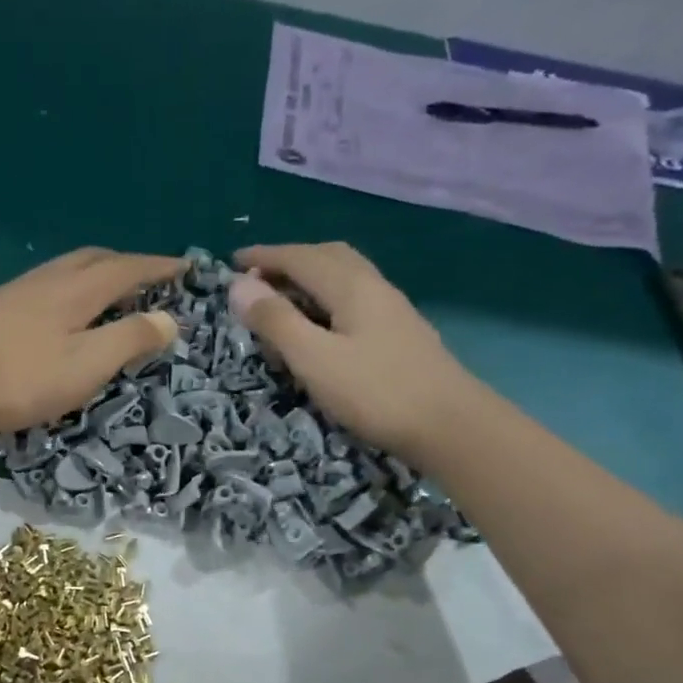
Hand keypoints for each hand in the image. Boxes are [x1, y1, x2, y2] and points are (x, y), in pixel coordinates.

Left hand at [0, 248, 182, 437]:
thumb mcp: (85, 365)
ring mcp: (14, 293)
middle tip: (150, 279)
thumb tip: (169, 318)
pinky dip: (68, 291)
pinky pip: (43, 287)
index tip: (188, 267)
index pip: (127, 269)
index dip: (159, 268)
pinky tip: (60, 315)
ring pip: (64, 270)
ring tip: (109, 295)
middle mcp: (45, 280)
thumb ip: (128, 340)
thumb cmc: (19, 378)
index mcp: (74, 290)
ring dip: (94, 275)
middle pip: (93, 258)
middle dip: (127, 264)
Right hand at [229, 242, 469, 456]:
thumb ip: (276, 322)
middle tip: (257, 279)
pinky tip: (323, 325)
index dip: (264, 257)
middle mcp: (374, 287)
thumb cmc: (376, 392)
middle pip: (328, 257)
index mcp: (351, 286)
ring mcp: (392, 310)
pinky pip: (355, 299)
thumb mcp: (315, 360)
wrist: (449, 425)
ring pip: (345, 276)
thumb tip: (238, 286)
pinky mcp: (400, 334)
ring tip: (284, 300)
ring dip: (310, 278)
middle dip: (289, 260)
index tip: (232, 262)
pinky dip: (327, 299)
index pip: (300, 257)